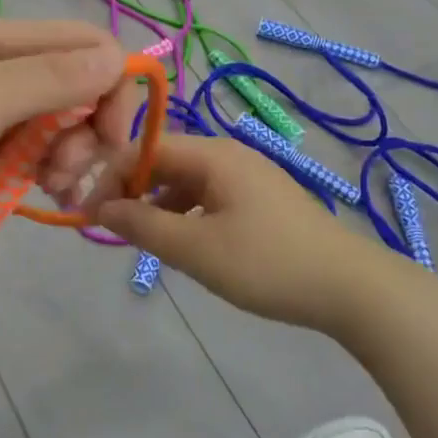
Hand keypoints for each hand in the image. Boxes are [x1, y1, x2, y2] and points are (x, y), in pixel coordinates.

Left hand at [0, 19, 139, 245]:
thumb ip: (52, 78)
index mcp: (5, 41)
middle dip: (88, 131)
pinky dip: (42, 169)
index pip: (90, 46)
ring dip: (68, 155)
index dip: (112, 88)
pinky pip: (28, 148)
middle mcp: (2, 67)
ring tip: (49, 189)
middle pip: (78, 87)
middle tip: (66, 172)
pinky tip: (41, 193)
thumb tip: (120, 57)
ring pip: (57, 122)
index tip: (109, 140)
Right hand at [95, 133, 378, 335]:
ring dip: (155, 204)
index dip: (110, 176)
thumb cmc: (268, 263)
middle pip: (164, 161)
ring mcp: (247, 176)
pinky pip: (207, 196)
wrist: (351, 287)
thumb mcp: (197, 249)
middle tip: (105, 226)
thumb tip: (99, 209)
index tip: (85, 212)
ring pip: (185, 181)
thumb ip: (143, 225)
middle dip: (130, 190)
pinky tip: (180, 242)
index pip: (145, 149)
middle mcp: (228, 155)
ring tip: (138, 238)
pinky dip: (184, 214)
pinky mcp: (259, 200)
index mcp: (213, 154)